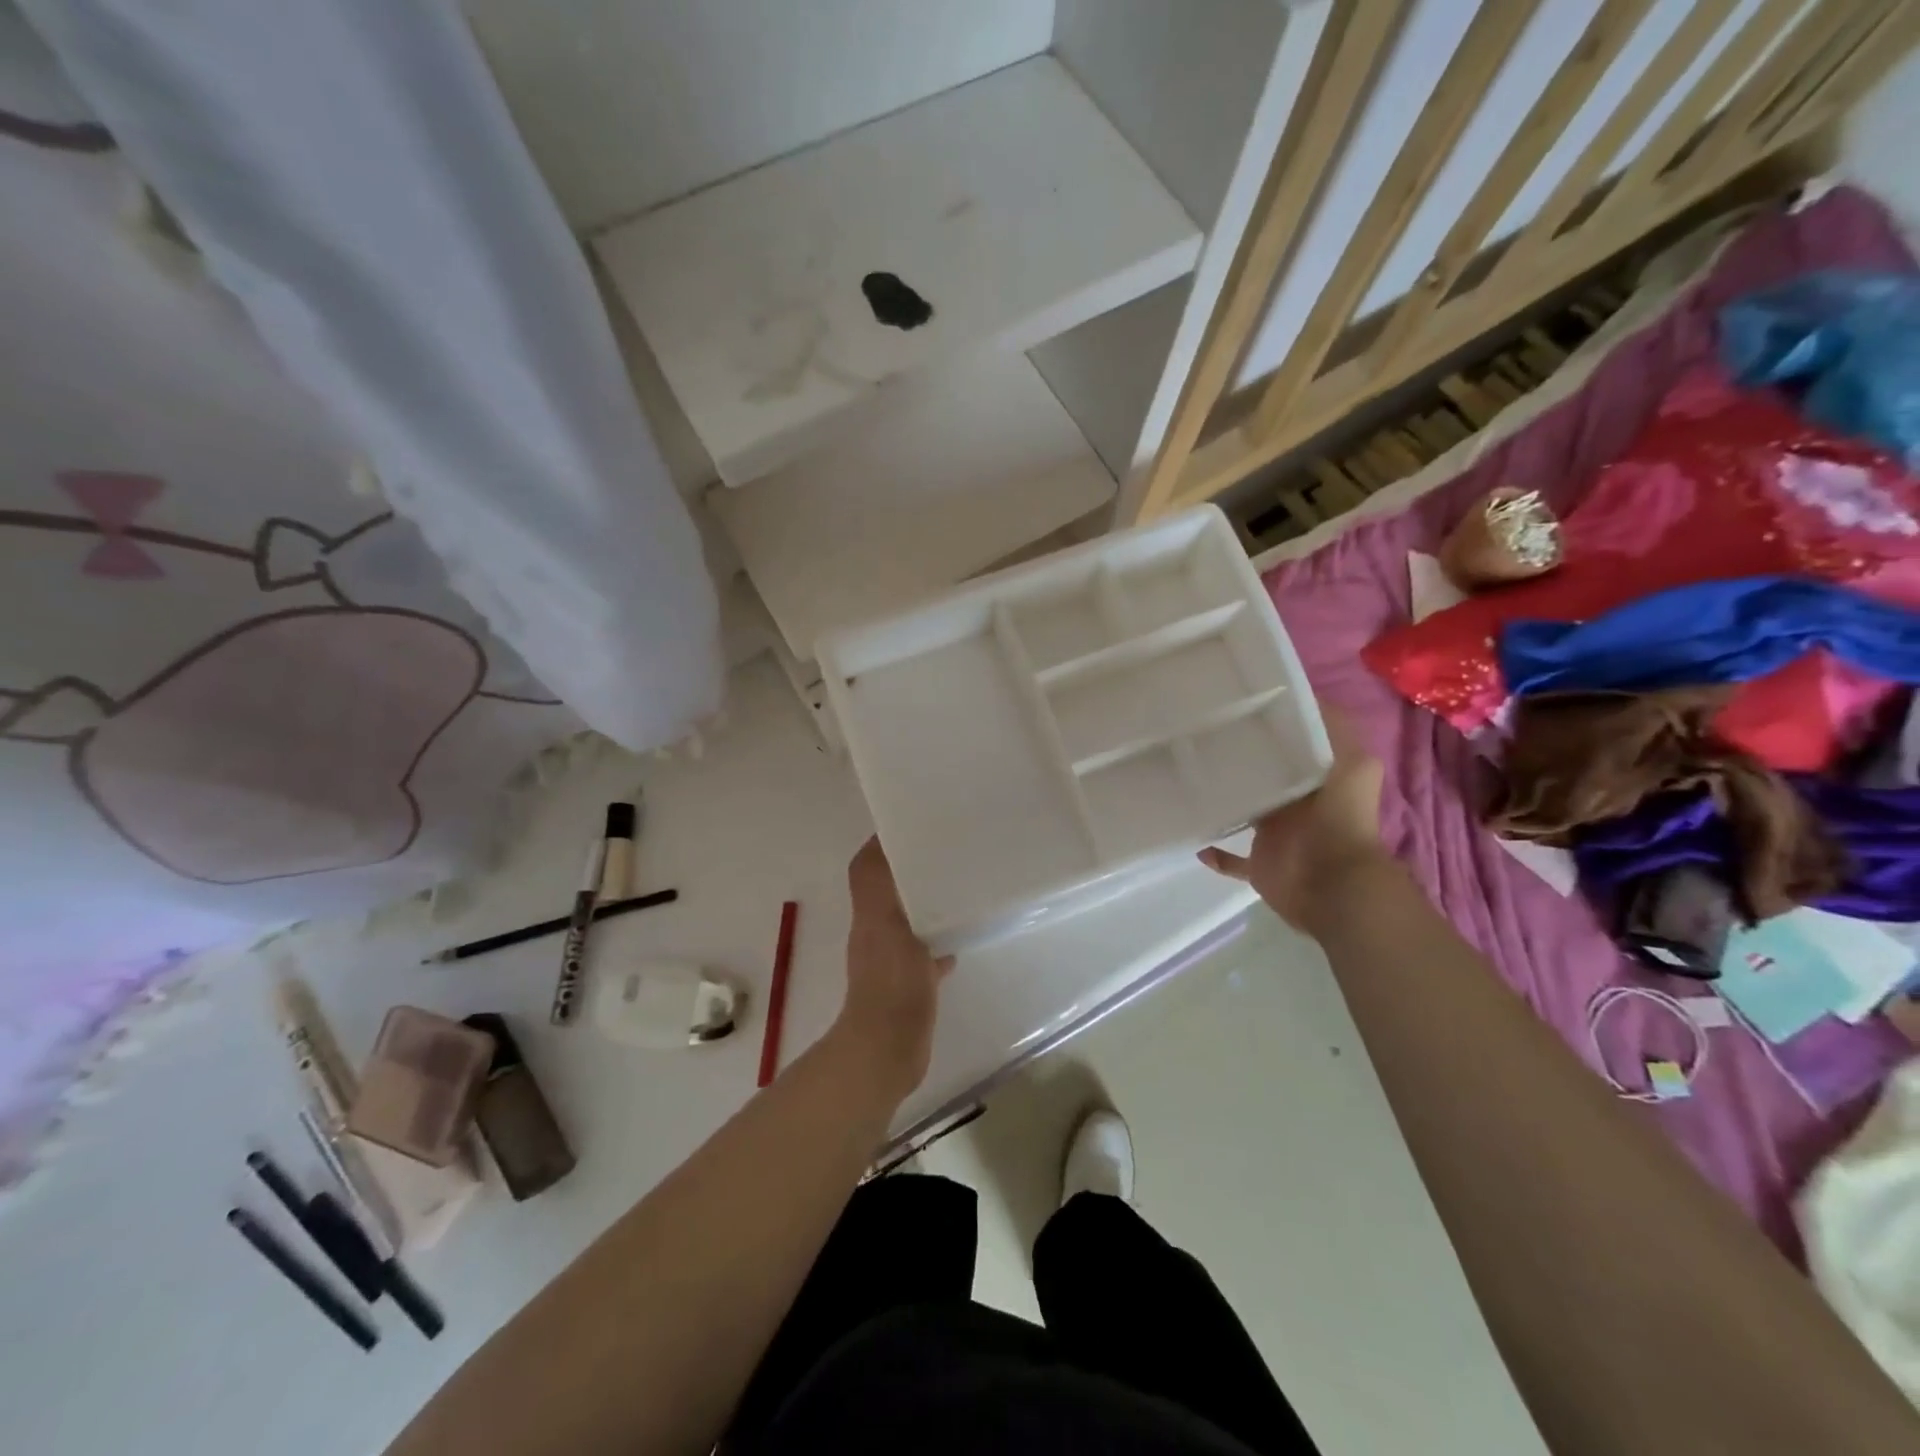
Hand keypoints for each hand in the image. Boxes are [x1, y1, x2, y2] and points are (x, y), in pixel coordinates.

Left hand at [831, 838, 952, 1104]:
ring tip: (958, 888)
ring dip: (927, 905)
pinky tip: (959, 942)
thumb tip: (879, 840)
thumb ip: (876, 883)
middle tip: (947, 852)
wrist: (888, 1049)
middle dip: (912, 870)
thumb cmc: (890, 983)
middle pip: (892, 890)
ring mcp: (893, 959)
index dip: (884, 844)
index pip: (870, 867)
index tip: (915, 824)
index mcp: (870, 913)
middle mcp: (877, 931)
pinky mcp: (911, 984)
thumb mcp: (883, 922)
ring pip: (910, 919)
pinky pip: (926, 952)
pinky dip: (939, 943)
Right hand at [1198, 707, 1388, 931]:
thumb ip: (1332, 729)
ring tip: (1188, 780)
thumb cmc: (1341, 818)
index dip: (1267, 726)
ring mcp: (1275, 835)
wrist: (1332, 883)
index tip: (1234, 705)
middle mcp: (1294, 803)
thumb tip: (1303, 694)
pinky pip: (1232, 860)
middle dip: (1237, 761)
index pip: (1289, 745)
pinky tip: (1196, 841)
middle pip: (1262, 777)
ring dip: (1223, 802)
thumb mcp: (1352, 762)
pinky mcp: (1259, 864)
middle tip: (1198, 738)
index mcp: (1314, 778)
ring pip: (1243, 813)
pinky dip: (1216, 854)